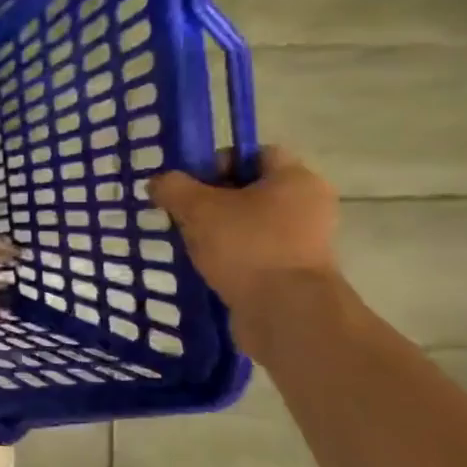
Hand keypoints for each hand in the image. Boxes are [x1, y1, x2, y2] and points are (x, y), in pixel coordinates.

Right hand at [148, 147, 340, 327]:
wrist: (285, 312)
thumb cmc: (246, 246)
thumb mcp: (198, 208)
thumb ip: (173, 188)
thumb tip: (159, 182)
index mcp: (295, 178)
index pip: (255, 153)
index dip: (218, 162)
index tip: (191, 186)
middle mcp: (308, 204)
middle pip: (250, 189)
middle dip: (213, 200)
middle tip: (183, 215)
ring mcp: (305, 241)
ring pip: (251, 223)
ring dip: (219, 231)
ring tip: (191, 244)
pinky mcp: (295, 272)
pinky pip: (256, 252)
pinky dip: (232, 256)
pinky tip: (208, 267)